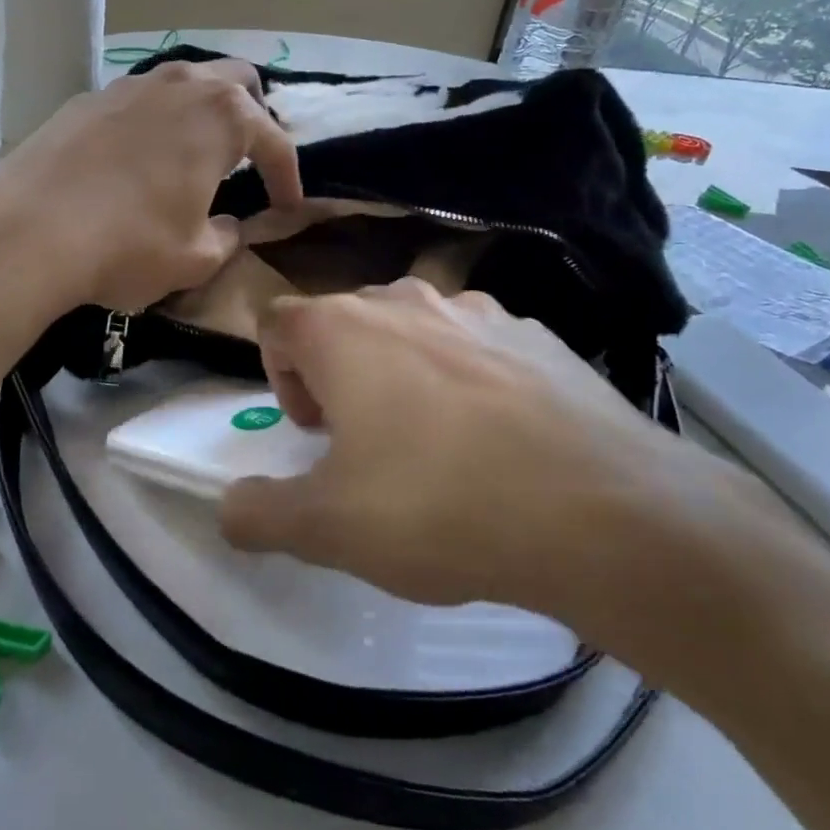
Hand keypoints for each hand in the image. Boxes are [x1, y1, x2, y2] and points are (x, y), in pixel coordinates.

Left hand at [0, 58, 301, 314]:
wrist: (26, 232)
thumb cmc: (129, 244)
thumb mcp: (196, 258)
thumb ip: (227, 237)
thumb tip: (228, 226)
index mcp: (223, 115)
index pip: (275, 142)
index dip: (289, 178)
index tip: (288, 208)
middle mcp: (182, 84)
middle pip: (237, 82)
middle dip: (253, 118)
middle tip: (246, 161)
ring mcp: (130, 85)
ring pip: (185, 82)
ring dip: (202, 112)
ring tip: (196, 154)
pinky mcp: (87, 99)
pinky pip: (140, 100)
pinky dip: (156, 121)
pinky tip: (139, 158)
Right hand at [219, 280, 758, 650]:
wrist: (602, 511)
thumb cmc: (439, 505)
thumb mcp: (328, 528)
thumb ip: (258, 514)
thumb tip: (227, 507)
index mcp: (343, 328)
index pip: (277, 323)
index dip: (279, 376)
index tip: (313, 434)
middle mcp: (404, 301)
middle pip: (344, 323)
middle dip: (338, 378)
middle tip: (365, 448)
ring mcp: (478, 311)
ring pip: (412, 331)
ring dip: (402, 376)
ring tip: (435, 448)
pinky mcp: (537, 334)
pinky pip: (477, 347)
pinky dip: (467, 380)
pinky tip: (501, 441)